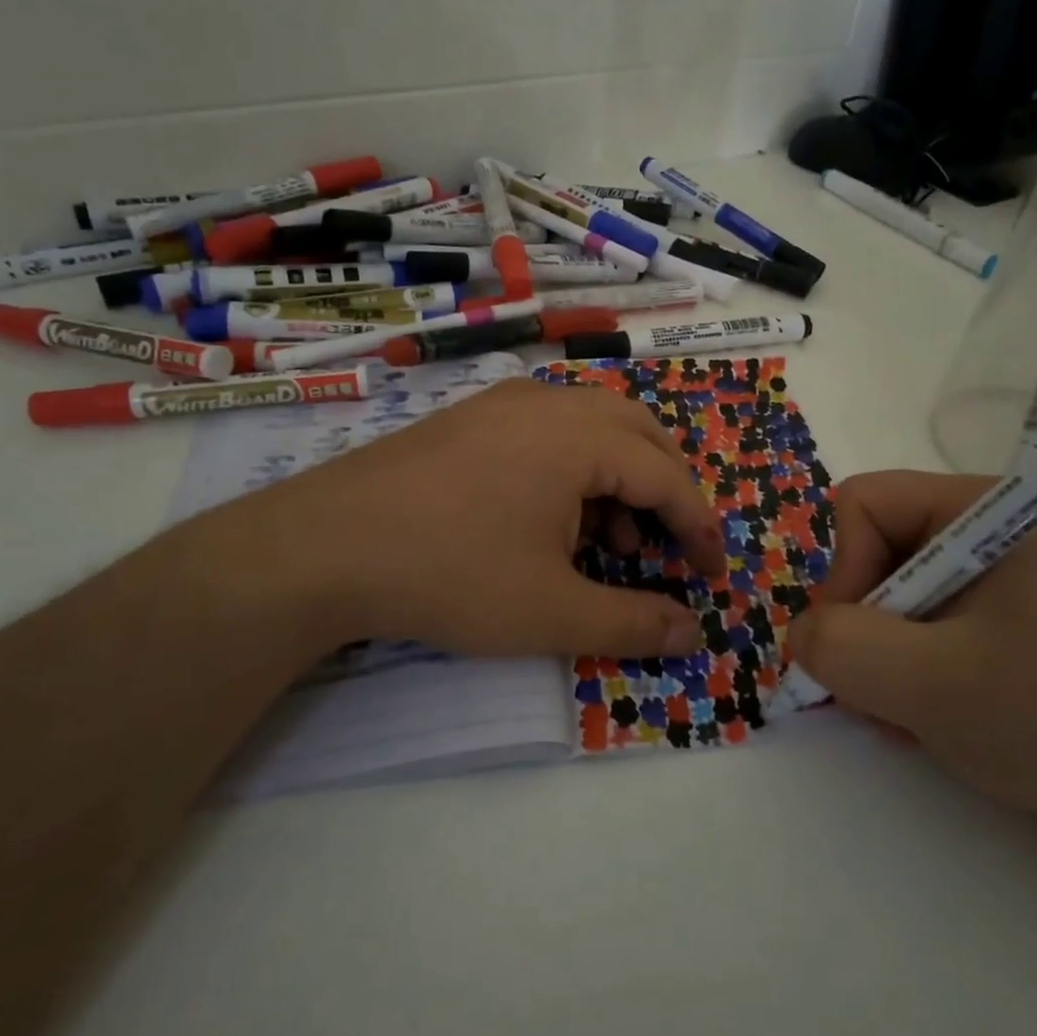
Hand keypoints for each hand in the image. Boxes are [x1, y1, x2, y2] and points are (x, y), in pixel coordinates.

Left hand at [170, 378, 725, 664]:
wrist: (323, 546)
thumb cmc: (450, 574)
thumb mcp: (551, 613)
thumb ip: (633, 623)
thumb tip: (693, 633)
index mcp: (580, 436)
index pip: (667, 476)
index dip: (700, 527)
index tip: (713, 574)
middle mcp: (549, 402)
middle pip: (639, 433)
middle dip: (668, 490)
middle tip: (673, 546)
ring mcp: (505, 403)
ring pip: (594, 427)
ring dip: (621, 478)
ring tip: (611, 543)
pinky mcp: (472, 417)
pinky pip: (550, 429)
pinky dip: (576, 468)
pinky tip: (553, 520)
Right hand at [789, 471, 1036, 859]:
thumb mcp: (936, 686)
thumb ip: (845, 648)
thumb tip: (801, 635)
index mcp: (979, 510)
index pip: (862, 504)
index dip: (842, 571)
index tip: (859, 645)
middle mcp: (982, 531)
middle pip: (870, 553)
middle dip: (861, 628)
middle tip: (879, 696)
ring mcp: (993, 579)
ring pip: (888, 598)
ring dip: (881, 661)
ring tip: (910, 718)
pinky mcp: (1000, 622)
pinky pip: (919, 628)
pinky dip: (908, 674)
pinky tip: (930, 721)